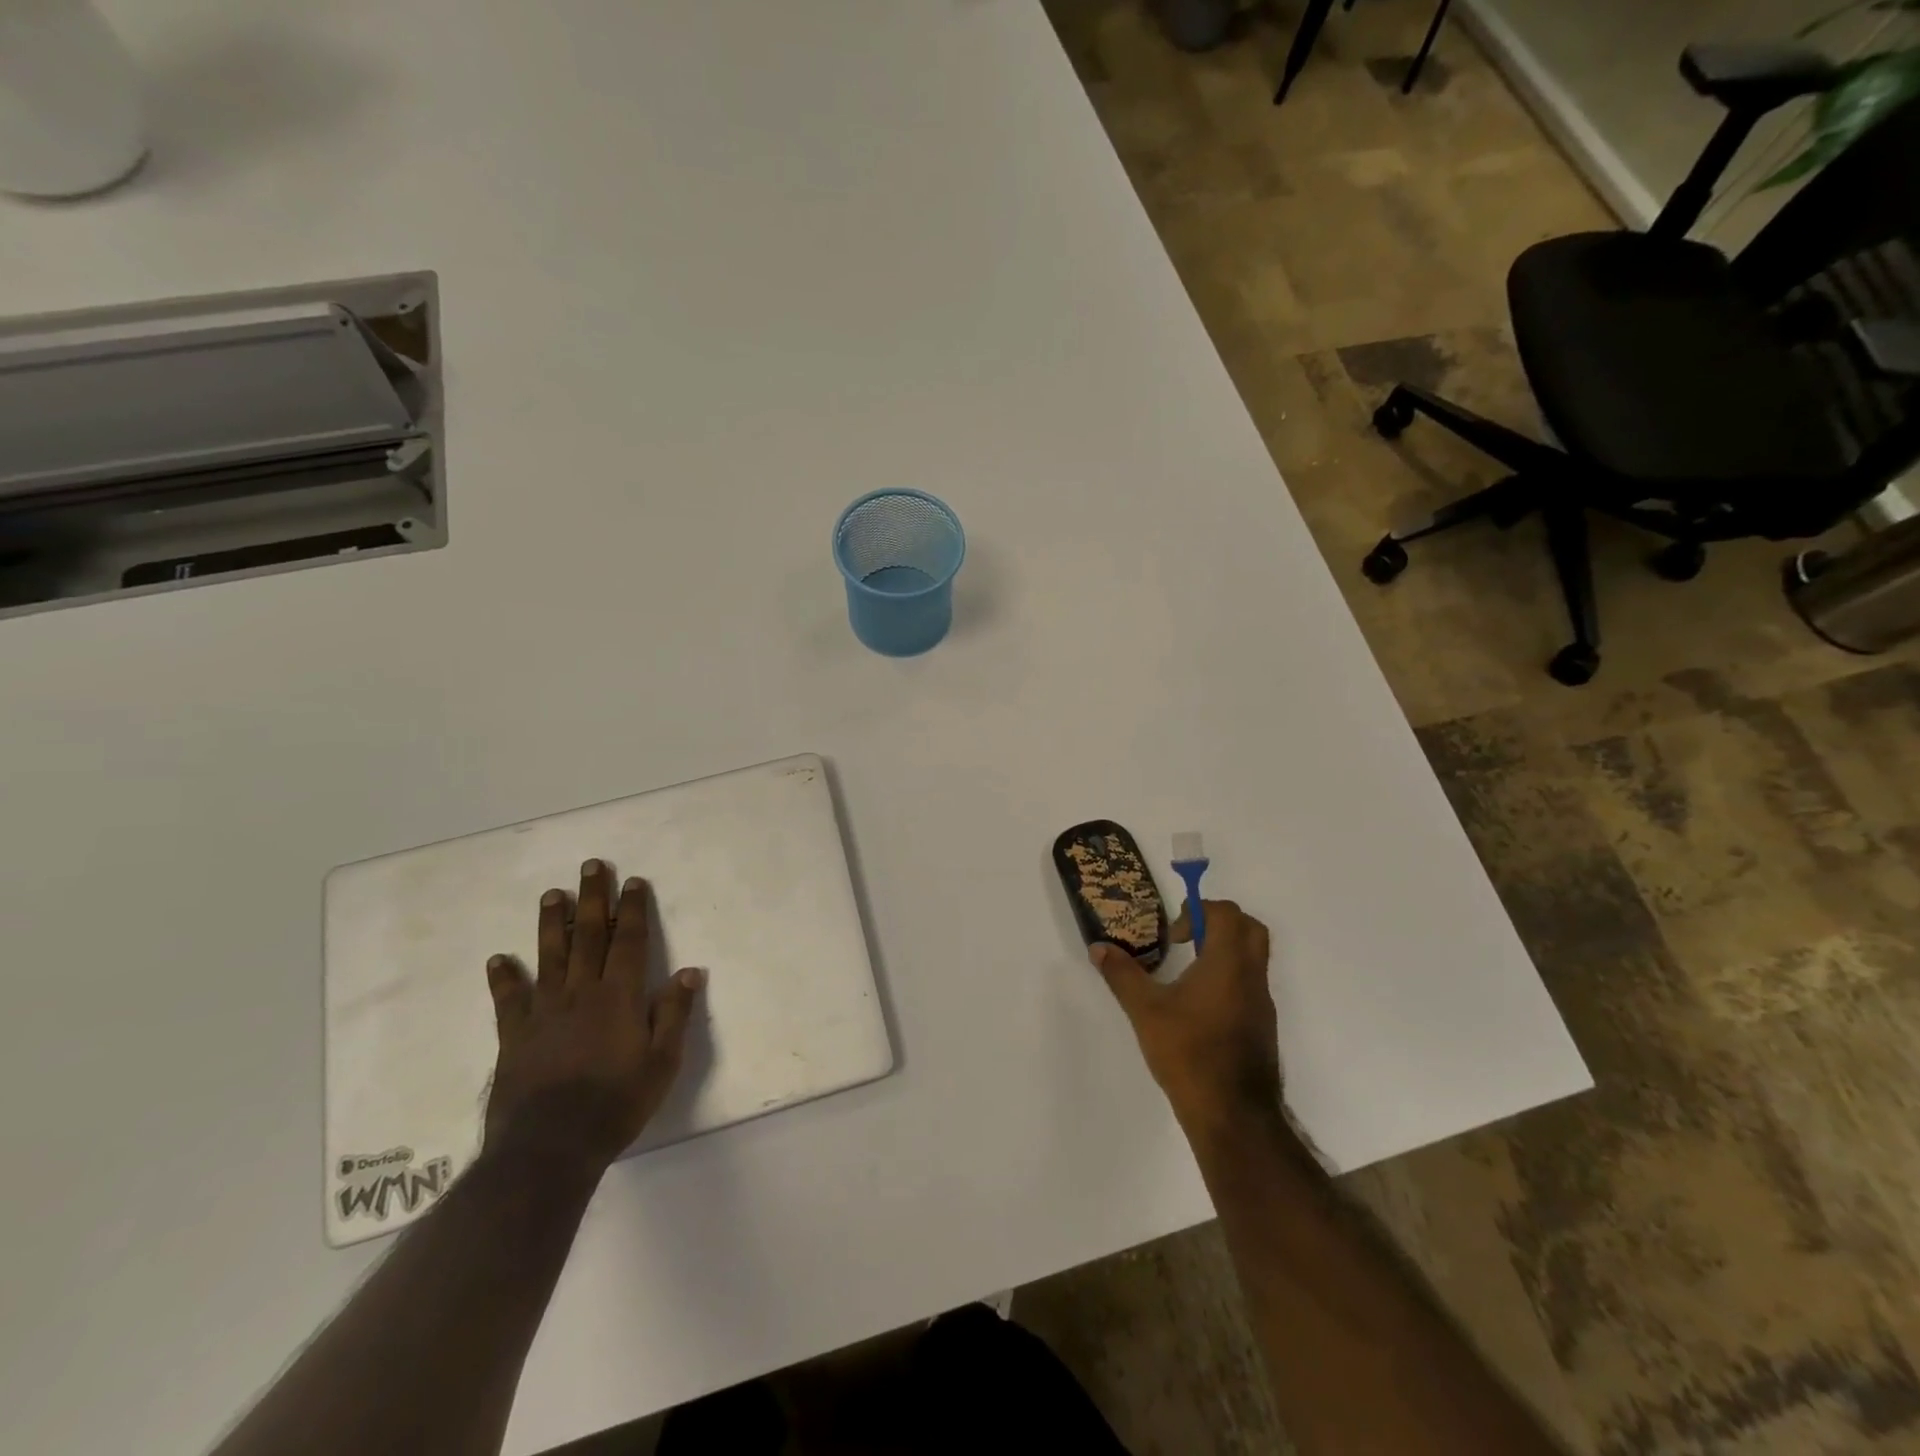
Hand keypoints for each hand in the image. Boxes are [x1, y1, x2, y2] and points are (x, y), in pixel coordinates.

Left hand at [483, 860, 703, 1173]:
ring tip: (552, 894)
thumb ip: (674, 1014)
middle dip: (593, 899)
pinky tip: (498, 959)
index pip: (630, 942)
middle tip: (591, 866)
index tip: (633, 881)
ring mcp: (544, 1012)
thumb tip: (690, 971)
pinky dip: (503, 978)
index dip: (633, 909)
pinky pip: (509, 1000)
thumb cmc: (616, 1104)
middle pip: (589, 936)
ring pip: (549, 956)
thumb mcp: (663, 1062)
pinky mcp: (515, 1036)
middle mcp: (582, 993)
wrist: (549, 1147)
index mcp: (620, 997)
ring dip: (551, 923)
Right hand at [1091, 898, 1281, 1135]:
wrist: (1233, 1114)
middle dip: (1218, 922)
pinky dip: (1229, 977)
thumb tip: (1099, 948)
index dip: (1198, 911)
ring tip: (1187, 971)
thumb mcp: (1145, 1010)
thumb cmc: (1188, 1052)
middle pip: (1250, 928)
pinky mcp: (1262, 1026)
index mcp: (1228, 963)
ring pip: (1254, 957)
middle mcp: (1252, 976)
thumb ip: (1122, 974)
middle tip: (1186, 939)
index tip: (1174, 934)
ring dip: (1224, 951)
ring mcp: (1262, 1003)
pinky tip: (1199, 1005)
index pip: (1226, 913)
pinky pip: (1251, 984)